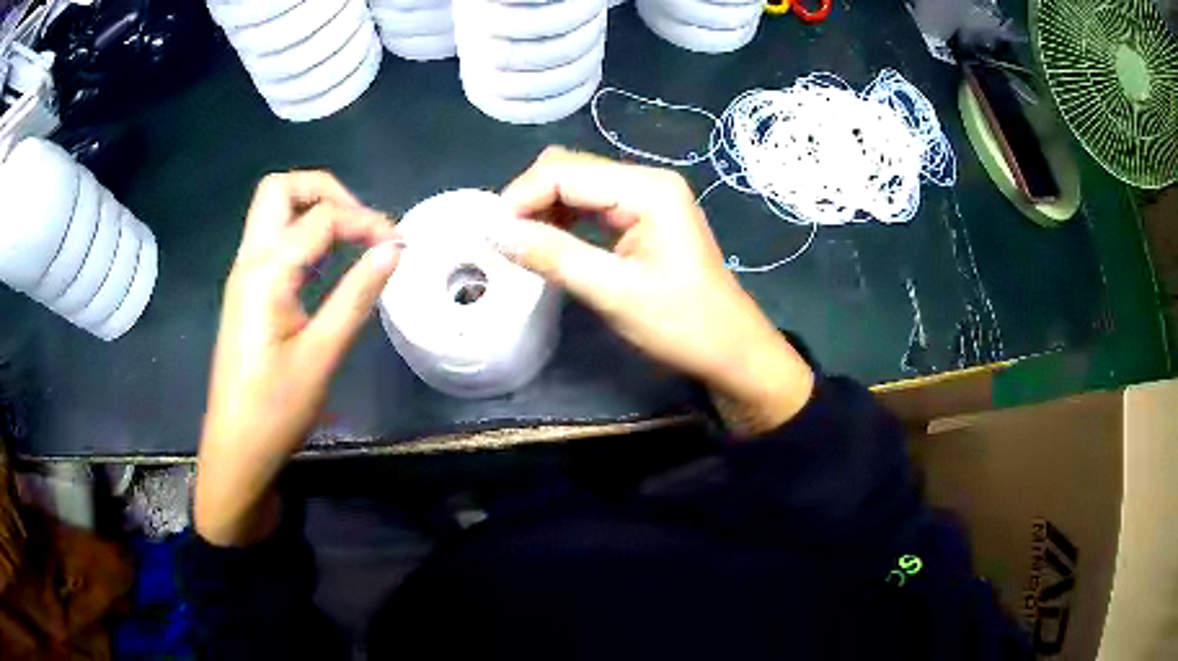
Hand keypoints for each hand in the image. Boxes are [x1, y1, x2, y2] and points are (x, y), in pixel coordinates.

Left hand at [196, 172, 400, 545]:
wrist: (236, 448)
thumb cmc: (276, 409)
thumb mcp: (322, 354)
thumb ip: (357, 294)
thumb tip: (394, 247)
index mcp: (266, 272)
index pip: (321, 218)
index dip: (364, 220)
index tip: (398, 244)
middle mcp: (249, 261)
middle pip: (280, 189)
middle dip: (326, 191)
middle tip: (361, 223)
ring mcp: (244, 275)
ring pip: (274, 211)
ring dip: (314, 210)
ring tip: (353, 239)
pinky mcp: (247, 292)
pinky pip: (274, 241)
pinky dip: (304, 235)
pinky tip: (328, 263)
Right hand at [500, 147, 813, 434]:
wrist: (730, 350)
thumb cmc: (682, 325)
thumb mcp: (613, 292)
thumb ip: (553, 256)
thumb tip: (495, 233)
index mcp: (647, 189)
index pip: (565, 172)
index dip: (521, 197)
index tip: (491, 235)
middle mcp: (646, 180)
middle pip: (570, 169)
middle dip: (530, 199)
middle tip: (505, 241)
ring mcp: (647, 197)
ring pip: (577, 185)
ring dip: (544, 209)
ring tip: (523, 245)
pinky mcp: (643, 216)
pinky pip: (591, 204)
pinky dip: (564, 219)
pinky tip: (551, 244)